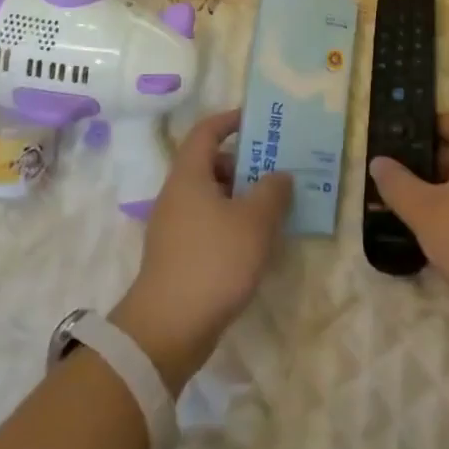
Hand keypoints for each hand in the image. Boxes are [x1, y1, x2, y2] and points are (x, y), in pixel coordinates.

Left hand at [113, 110, 293, 387]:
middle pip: (210, 164)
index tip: (258, 121)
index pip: (206, 131)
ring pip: (210, 196)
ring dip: (240, 196)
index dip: (230, 120)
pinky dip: (230, 223)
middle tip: (276, 171)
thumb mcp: (254, 222)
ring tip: (273, 209)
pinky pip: (207, 223)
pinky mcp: (177, 255)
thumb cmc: (213, 261)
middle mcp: (177, 194)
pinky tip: (254, 243)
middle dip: (243, 163)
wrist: (168, 328)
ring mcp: (173, 226)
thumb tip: (280, 175)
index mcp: (189, 175)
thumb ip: (273, 192)